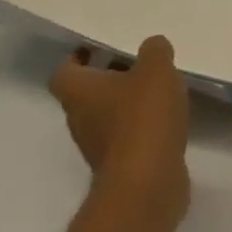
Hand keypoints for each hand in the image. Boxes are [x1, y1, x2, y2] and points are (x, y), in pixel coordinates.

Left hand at [50, 35, 190, 227]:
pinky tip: (167, 116)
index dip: (78, 57)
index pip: (64, 71)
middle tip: (138, 61)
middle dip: (110, 76)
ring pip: (108, 115)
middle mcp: (81, 120)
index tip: (99, 46)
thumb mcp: (156, 68)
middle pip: (87, 93)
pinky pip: (128, 136)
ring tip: (159, 86)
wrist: (146, 184)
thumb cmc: (142, 117)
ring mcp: (99, 147)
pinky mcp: (121, 166)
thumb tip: (151, 48)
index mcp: (80, 93)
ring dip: (128, 101)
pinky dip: (143, 125)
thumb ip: (154, 50)